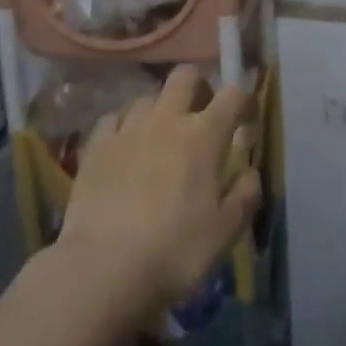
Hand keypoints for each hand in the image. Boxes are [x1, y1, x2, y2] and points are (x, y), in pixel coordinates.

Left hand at [58, 65, 260, 315]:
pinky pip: (114, 118)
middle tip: (202, 116)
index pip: (234, 95)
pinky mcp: (96, 145)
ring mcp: (128, 128)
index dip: (245, 101)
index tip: (247, 119)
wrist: (101, 270)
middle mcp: (167, 119)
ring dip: (161, 109)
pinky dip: (126, 125)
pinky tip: (126, 147)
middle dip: (199, 87)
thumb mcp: (226, 232)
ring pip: (149, 96)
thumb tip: (249, 170)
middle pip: (186, 75)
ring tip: (161, 137)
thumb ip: (245, 195)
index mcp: (204, 135)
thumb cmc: (174, 251)